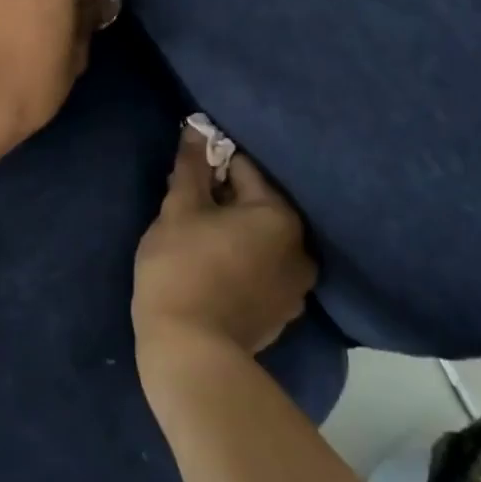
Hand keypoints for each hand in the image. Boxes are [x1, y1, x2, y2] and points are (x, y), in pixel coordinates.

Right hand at [133, 124, 317, 365]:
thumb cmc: (181, 268)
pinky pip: (263, 272)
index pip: (244, 170)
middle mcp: (301, 248)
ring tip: (199, 242)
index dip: (211, 167)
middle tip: (187, 210)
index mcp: (280, 216)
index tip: (186, 178)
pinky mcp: (283, 315)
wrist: (189, 352)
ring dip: (235, 234)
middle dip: (224, 202)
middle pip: (257, 206)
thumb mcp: (179, 209)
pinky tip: (214, 272)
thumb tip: (196, 128)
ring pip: (261, 241)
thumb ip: (191, 167)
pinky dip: (243, 263)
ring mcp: (296, 287)